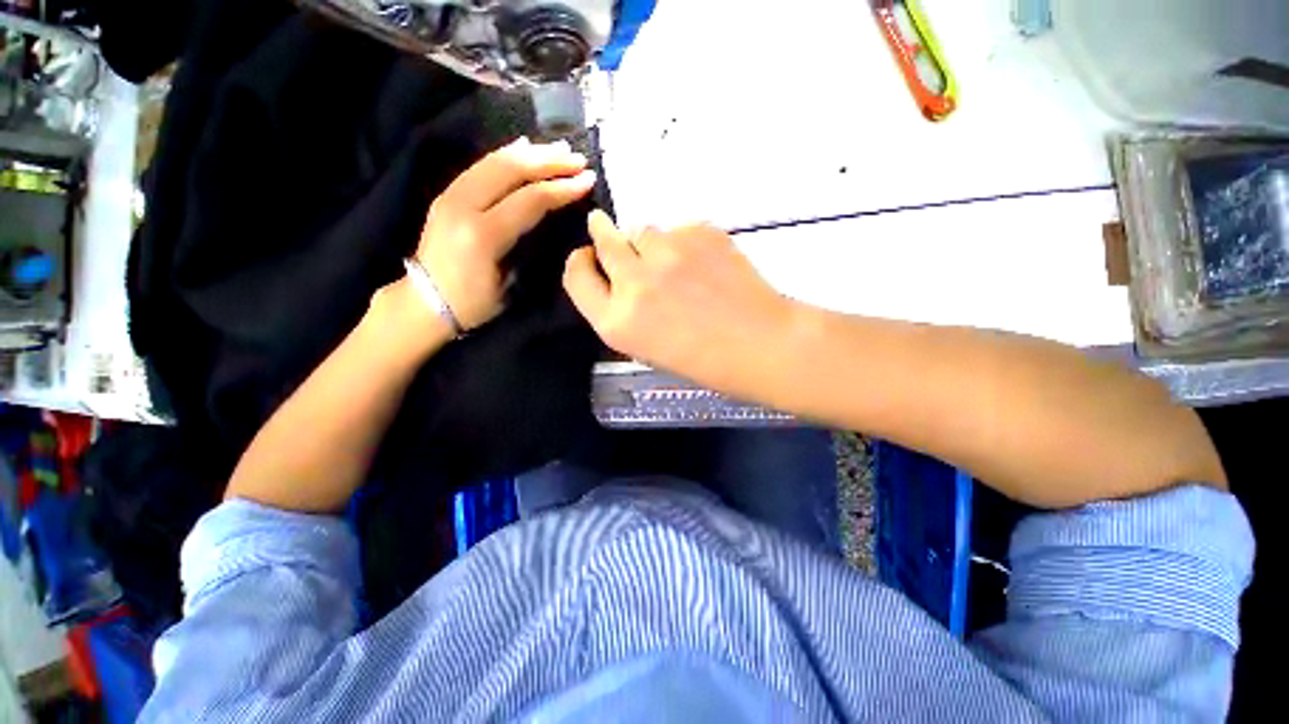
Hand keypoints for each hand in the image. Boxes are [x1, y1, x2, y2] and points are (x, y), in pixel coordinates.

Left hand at [412, 137, 595, 330]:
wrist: (424, 301)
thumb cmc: (473, 303)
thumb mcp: (509, 283)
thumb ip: (525, 245)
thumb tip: (545, 217)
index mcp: (483, 235)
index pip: (530, 200)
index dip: (562, 189)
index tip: (587, 181)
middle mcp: (463, 206)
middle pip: (512, 170)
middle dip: (550, 162)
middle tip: (578, 159)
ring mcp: (451, 195)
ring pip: (495, 161)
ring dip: (532, 153)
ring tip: (559, 149)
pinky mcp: (447, 193)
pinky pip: (480, 165)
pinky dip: (506, 154)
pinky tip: (524, 146)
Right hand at [563, 211, 794, 386]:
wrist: (760, 343)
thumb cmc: (703, 360)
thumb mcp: (646, 348)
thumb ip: (624, 312)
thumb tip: (619, 276)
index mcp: (617, 322)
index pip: (576, 277)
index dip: (580, 263)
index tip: (588, 256)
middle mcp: (634, 282)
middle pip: (603, 239)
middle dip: (603, 233)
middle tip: (606, 230)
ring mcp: (666, 253)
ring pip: (641, 229)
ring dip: (646, 240)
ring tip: (671, 259)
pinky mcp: (698, 232)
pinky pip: (678, 228)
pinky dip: (683, 241)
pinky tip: (704, 262)